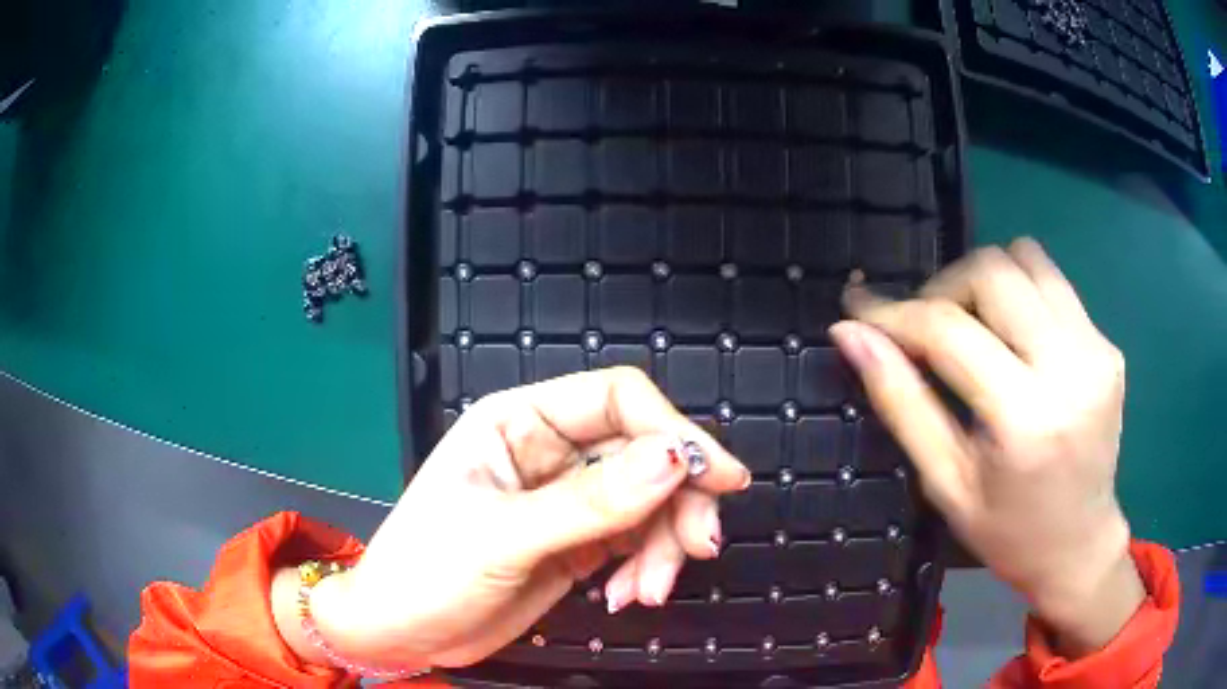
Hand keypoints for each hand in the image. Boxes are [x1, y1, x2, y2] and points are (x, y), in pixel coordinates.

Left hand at [278, 368, 748, 670]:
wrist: (401, 634)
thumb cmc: (426, 573)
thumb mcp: (501, 537)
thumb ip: (590, 503)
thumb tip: (675, 461)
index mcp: (519, 420)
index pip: (617, 399)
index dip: (673, 431)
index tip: (720, 478)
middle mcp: (550, 450)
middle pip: (645, 452)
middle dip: (678, 500)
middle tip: (699, 547)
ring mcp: (569, 499)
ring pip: (650, 501)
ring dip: (664, 545)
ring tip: (648, 593)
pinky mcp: (580, 542)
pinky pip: (636, 541)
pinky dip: (646, 568)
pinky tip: (627, 597)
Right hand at [829, 238, 1143, 656]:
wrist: (1079, 544)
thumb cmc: (1006, 531)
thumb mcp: (945, 482)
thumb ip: (901, 403)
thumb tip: (851, 335)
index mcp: (1026, 419)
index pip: (950, 330)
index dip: (895, 313)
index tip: (858, 308)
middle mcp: (1071, 368)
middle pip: (993, 271)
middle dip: (944, 287)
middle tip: (924, 328)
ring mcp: (1097, 349)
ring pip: (1027, 258)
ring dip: (985, 280)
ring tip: (971, 326)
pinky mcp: (1107, 343)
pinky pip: (1053, 283)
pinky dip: (1020, 294)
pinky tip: (1012, 339)